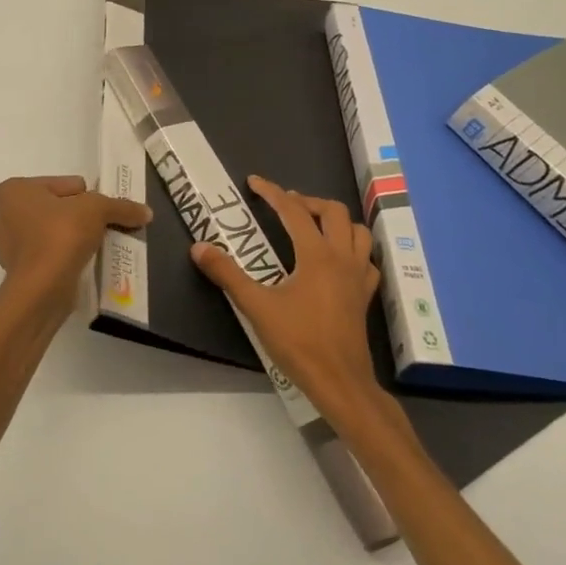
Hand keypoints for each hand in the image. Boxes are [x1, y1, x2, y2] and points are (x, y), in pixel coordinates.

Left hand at [0, 175, 150, 318]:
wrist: (41, 290)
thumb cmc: (60, 235)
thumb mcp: (96, 210)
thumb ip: (121, 206)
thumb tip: (146, 212)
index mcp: (14, 190)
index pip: (63, 184)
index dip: (87, 196)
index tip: (101, 212)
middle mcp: (4, 215)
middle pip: (57, 207)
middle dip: (79, 217)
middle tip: (102, 228)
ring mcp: (8, 245)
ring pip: (53, 232)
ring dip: (74, 238)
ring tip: (96, 246)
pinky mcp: (19, 271)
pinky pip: (49, 255)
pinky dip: (66, 257)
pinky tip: (83, 262)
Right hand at [191, 175, 388, 426]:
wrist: (340, 382)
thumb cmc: (299, 342)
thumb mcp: (256, 306)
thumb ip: (227, 274)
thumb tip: (199, 247)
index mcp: (317, 255)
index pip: (293, 211)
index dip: (272, 193)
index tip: (254, 182)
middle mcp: (342, 258)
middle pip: (333, 212)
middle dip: (307, 202)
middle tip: (284, 206)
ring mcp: (359, 276)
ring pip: (357, 231)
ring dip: (335, 220)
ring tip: (312, 225)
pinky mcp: (365, 295)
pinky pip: (366, 259)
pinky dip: (353, 249)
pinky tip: (338, 259)